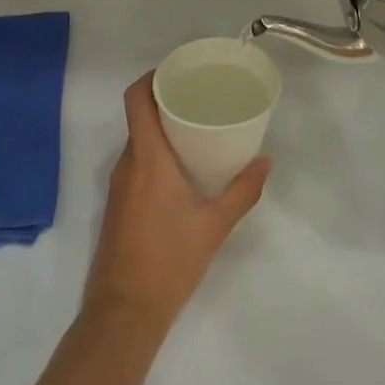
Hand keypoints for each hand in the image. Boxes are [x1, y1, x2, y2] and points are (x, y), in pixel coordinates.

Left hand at [84, 75, 269, 333]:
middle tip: (200, 96)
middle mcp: (128, 163)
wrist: (124, 313)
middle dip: (166, 100)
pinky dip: (156, 151)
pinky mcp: (118, 203)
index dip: (152, 77)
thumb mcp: (215, 225)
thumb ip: (243, 191)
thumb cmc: (170, 261)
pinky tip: (182, 165)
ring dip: (162, 127)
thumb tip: (266, 161)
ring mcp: (119, 185)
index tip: (179, 71)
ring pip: (138, 139)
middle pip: (139, 115)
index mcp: (148, 159)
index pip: (136, 99)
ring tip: (196, 126)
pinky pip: (136, 161)